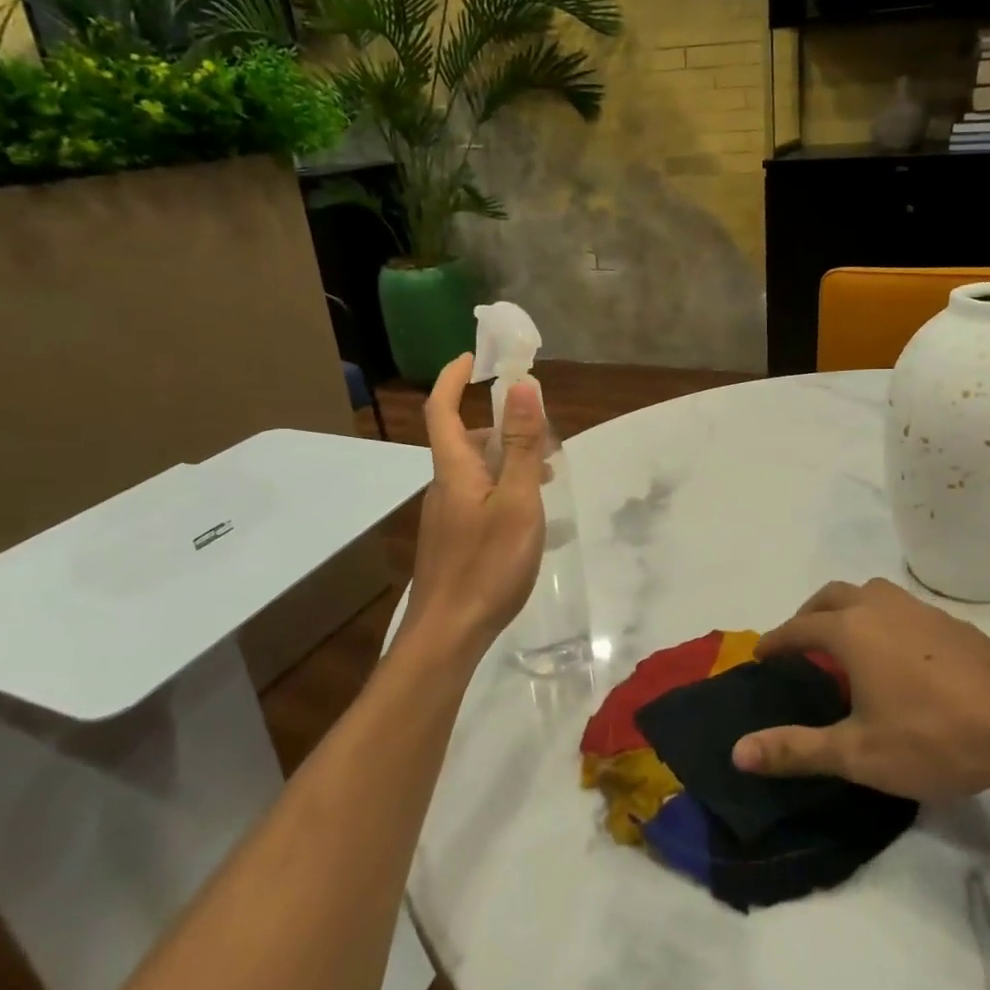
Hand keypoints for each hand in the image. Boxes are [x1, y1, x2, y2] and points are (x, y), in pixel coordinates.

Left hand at [399, 352, 547, 661]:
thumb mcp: (518, 500)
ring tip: (548, 474)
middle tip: (542, 433)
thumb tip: (522, 385)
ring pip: (475, 471)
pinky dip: (503, 487)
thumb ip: (523, 445)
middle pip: (464, 439)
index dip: (454, 378)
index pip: (442, 409)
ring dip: (507, 459)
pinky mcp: (452, 539)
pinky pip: (477, 496)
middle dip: (500, 425)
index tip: (474, 357)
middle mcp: (444, 485)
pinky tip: (528, 514)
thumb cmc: (487, 563)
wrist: (448, 633)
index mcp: (454, 469)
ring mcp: (445, 515)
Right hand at [732, 578, 989, 802]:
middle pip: (833, 595)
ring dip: (849, 609)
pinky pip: (905, 609)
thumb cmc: (933, 737)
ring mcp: (923, 612)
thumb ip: (796, 749)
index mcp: (851, 631)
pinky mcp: (956, 625)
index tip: (761, 653)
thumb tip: (738, 752)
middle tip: (800, 642)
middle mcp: (882, 608)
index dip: (776, 641)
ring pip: (872, 593)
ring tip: (848, 643)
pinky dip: (885, 620)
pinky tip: (901, 656)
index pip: (799, 628)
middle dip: (809, 614)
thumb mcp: (857, 753)